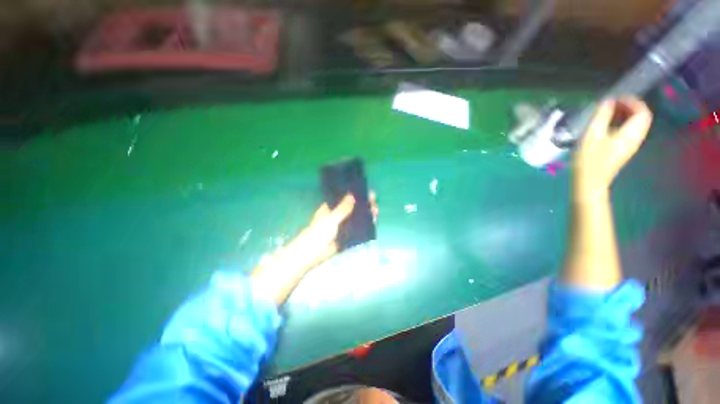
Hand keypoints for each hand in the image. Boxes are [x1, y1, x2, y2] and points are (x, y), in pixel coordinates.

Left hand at [252, 192, 377, 304]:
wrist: (310, 255)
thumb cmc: (317, 234)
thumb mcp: (330, 220)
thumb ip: (342, 209)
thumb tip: (352, 196)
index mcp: (331, 208)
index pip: (345, 198)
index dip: (356, 194)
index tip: (366, 193)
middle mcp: (337, 215)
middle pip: (353, 208)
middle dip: (364, 205)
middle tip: (374, 203)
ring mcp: (342, 227)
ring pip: (356, 219)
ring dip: (365, 216)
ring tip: (376, 212)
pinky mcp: (345, 237)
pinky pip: (356, 230)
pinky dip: (364, 228)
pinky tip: (372, 224)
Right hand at [573, 98, 652, 201]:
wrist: (590, 181)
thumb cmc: (590, 159)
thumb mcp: (593, 134)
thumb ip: (602, 116)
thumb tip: (607, 101)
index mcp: (632, 133)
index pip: (642, 111)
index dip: (632, 101)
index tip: (616, 97)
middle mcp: (636, 138)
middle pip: (641, 117)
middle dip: (630, 107)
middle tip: (613, 103)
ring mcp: (630, 145)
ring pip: (636, 125)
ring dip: (626, 115)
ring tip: (609, 112)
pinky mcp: (623, 150)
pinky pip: (629, 132)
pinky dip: (622, 124)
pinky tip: (608, 125)